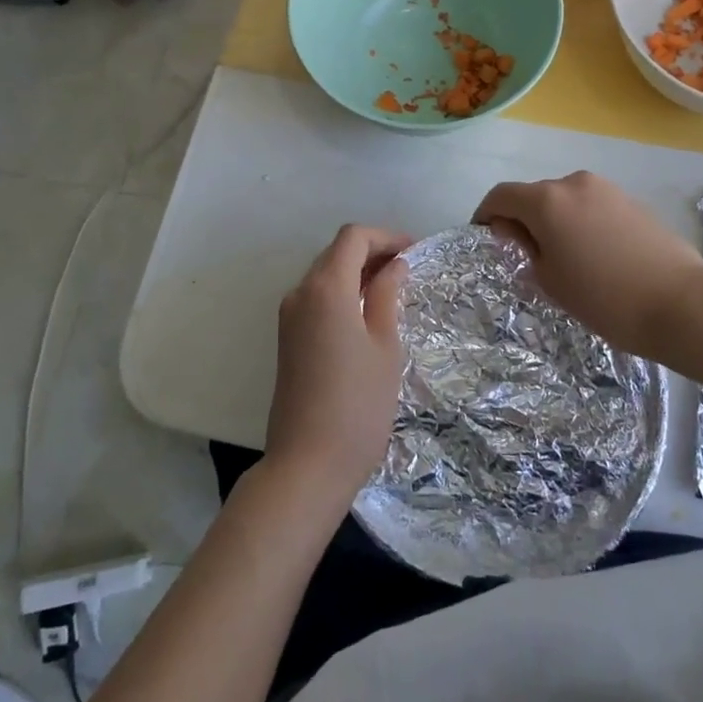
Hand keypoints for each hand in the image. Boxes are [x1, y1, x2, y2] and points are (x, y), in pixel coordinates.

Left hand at [264, 225, 410, 508]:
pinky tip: (368, 313)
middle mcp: (300, 293)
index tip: (414, 252)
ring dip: (357, 272)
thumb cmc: (358, 405)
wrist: (307, 465)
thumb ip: (388, 296)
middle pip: (336, 252)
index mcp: (326, 288)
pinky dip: (343, 293)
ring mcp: (289, 316)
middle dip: (372, 251)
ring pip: (325, 274)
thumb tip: (394, 265)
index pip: (353, 237)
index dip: (386, 236)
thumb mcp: (385, 346)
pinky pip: (317, 298)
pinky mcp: (287, 338)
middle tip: (409, 269)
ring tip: (394, 289)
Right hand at [474, 171, 702, 357]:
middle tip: (526, 257)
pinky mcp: (631, 200)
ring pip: (564, 201)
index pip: (501, 196)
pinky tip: (594, 255)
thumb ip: (524, 247)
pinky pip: (590, 206)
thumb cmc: (604, 298)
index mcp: (546, 200)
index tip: (485, 238)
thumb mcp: (550, 279)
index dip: (486, 215)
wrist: (681, 302)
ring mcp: (606, 189)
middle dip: (522, 220)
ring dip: (553, 221)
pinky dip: (579, 223)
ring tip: (564, 259)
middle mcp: (573, 183)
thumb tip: (515, 230)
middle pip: (534, 195)